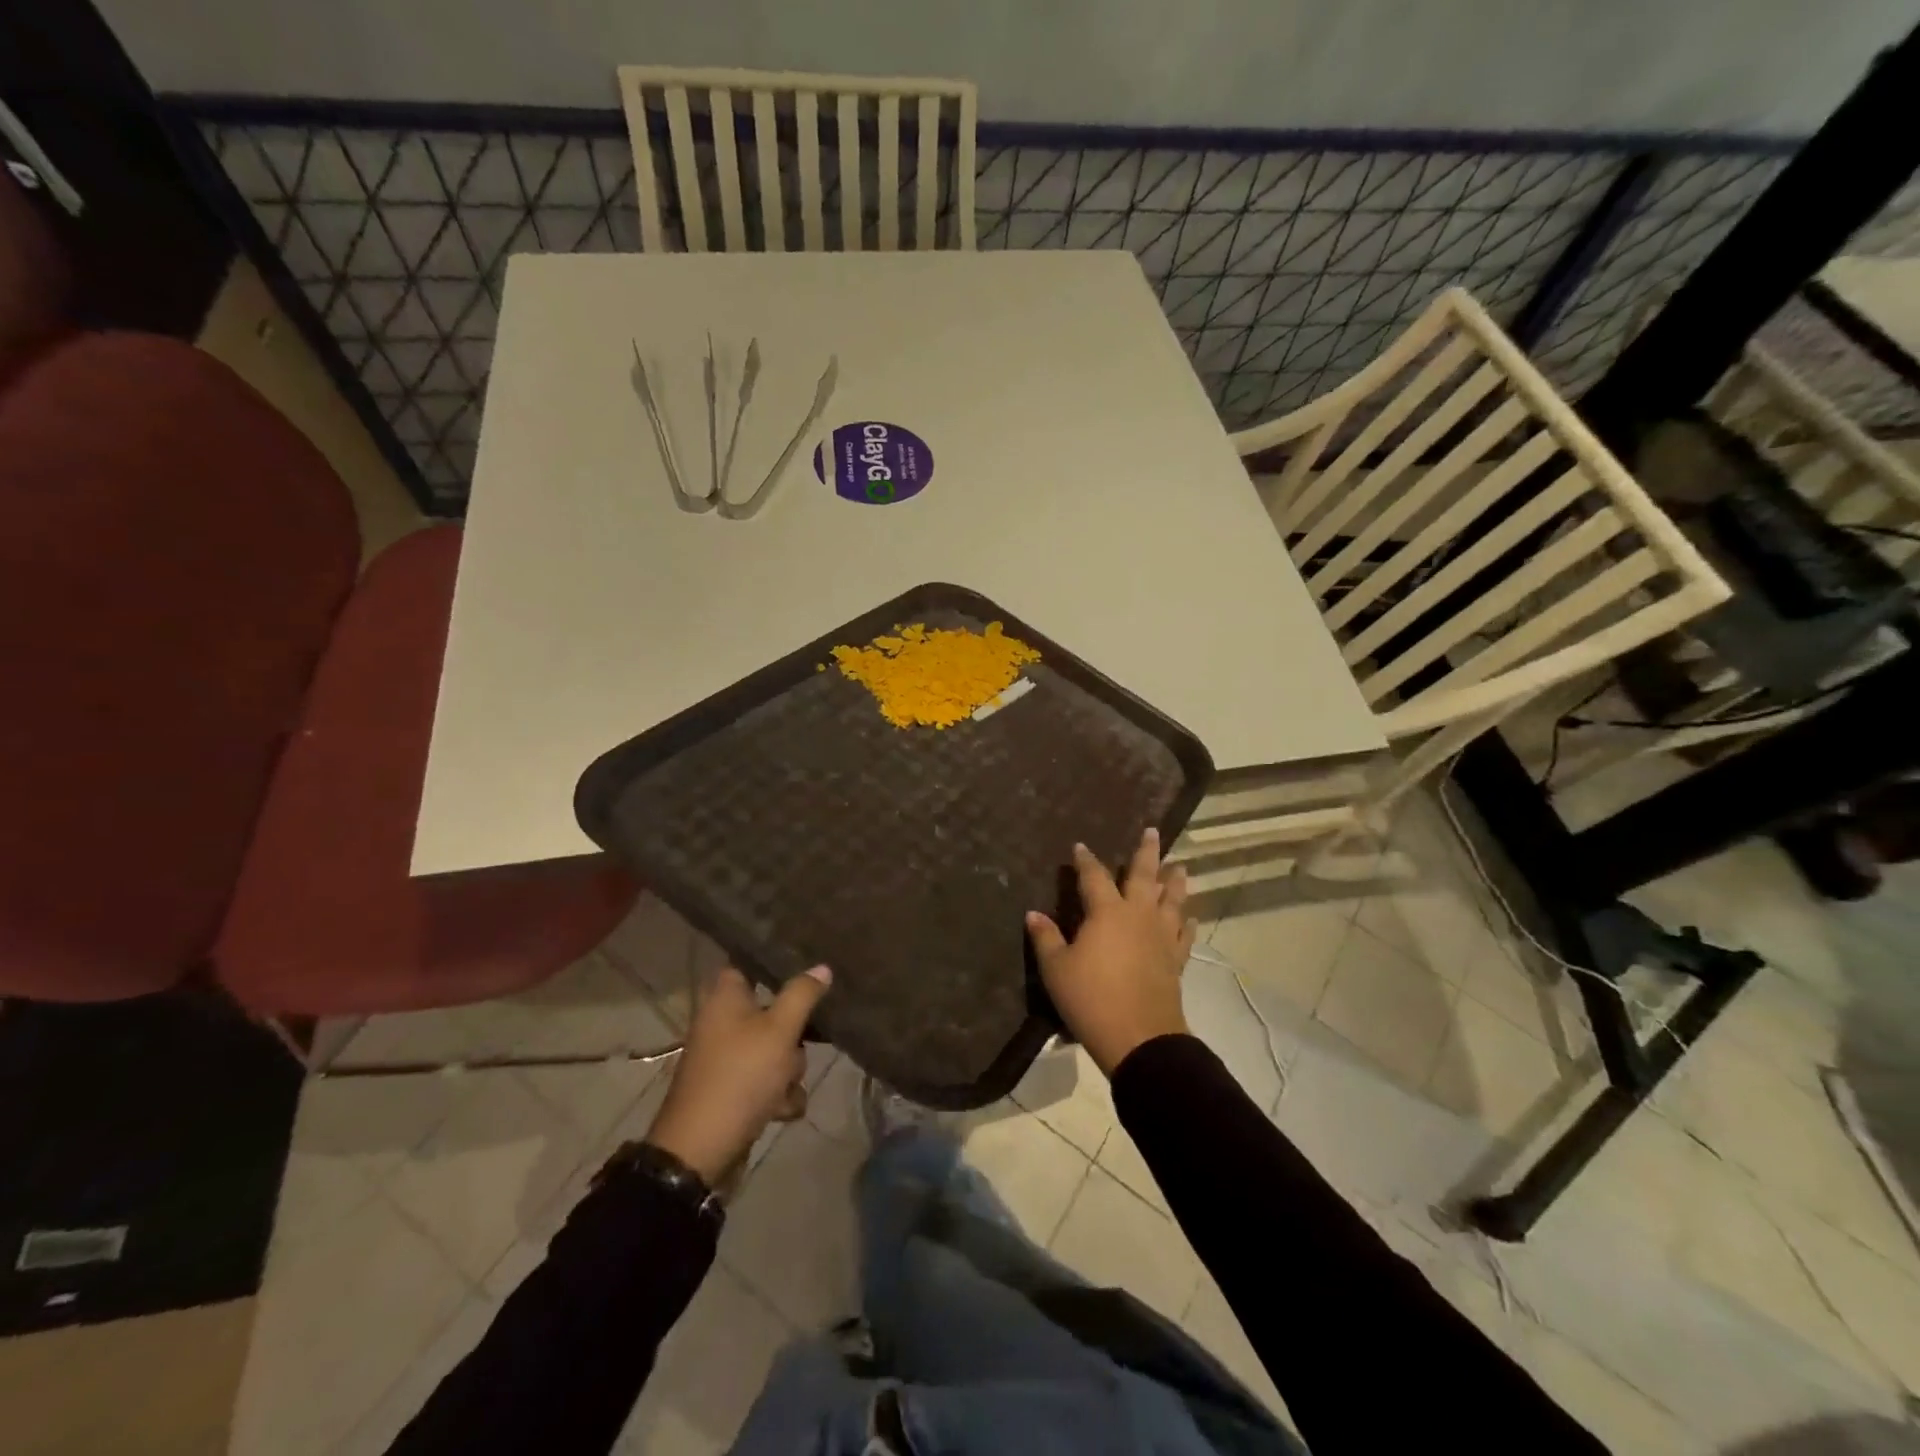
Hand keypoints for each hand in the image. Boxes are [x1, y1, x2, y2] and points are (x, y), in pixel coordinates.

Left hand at [644, 964, 831, 1186]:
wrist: (700, 1151)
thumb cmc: (740, 1076)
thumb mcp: (780, 1030)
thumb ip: (802, 995)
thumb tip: (821, 967)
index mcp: (725, 997)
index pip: (750, 963)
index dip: (776, 963)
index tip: (806, 968)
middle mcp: (723, 1022)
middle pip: (773, 1011)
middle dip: (793, 1035)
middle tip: (800, 1042)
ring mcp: (726, 1058)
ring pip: (775, 1049)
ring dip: (789, 1071)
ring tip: (785, 1087)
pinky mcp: (732, 1090)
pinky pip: (766, 1081)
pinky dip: (777, 1095)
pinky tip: (781, 1110)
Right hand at [1027, 828, 1194, 1076]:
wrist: (1140, 1038)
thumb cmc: (1091, 999)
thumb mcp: (1057, 969)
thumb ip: (1046, 938)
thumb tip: (1033, 913)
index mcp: (1107, 912)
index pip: (1095, 876)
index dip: (1086, 860)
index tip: (1081, 846)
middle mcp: (1138, 916)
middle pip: (1144, 876)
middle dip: (1147, 852)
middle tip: (1154, 831)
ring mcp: (1162, 937)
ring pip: (1172, 900)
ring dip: (1175, 881)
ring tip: (1180, 866)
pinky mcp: (1176, 959)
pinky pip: (1185, 933)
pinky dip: (1187, 921)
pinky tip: (1190, 916)